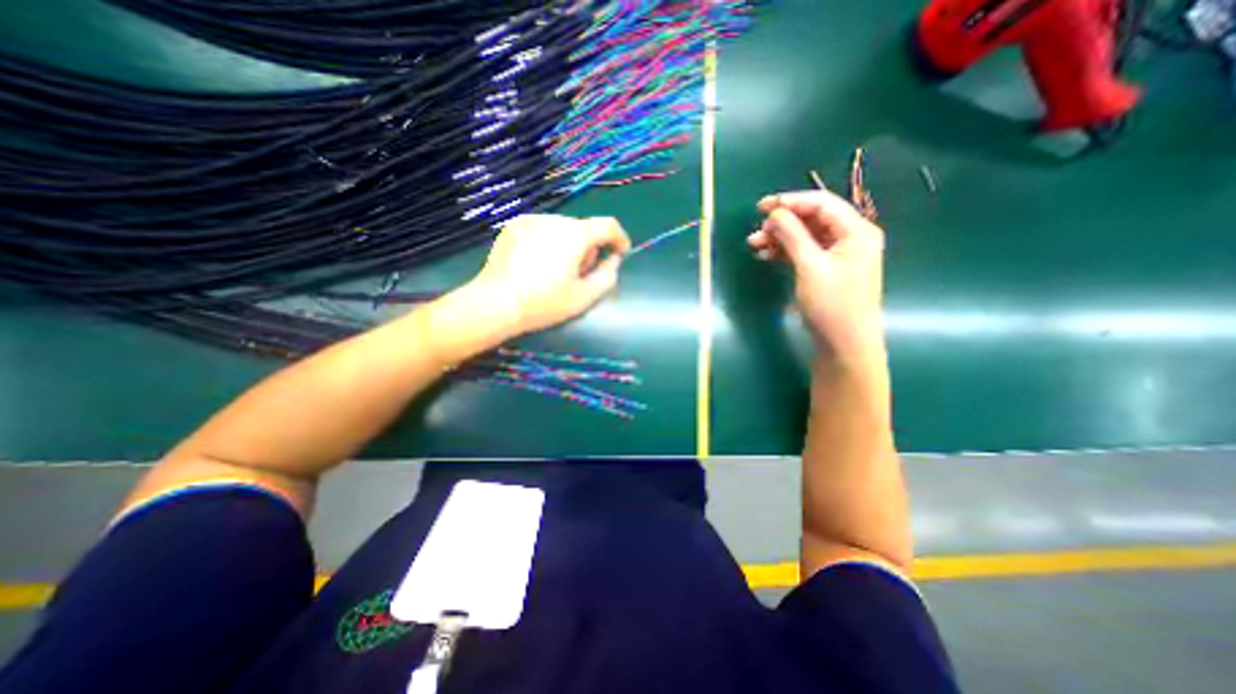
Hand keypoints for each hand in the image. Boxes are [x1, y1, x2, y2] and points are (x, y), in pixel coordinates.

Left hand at [470, 214, 631, 335]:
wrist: (495, 303)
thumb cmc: (544, 303)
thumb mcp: (584, 297)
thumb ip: (607, 276)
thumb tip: (613, 260)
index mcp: (575, 234)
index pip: (607, 225)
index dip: (619, 238)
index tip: (620, 253)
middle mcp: (554, 219)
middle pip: (583, 229)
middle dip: (589, 248)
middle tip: (581, 274)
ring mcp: (530, 220)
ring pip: (562, 229)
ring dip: (568, 245)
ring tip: (556, 270)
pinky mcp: (513, 226)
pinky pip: (542, 230)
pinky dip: (548, 242)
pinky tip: (537, 264)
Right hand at [748, 187, 883, 365]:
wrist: (845, 345)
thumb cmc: (832, 305)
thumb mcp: (810, 267)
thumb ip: (793, 236)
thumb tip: (775, 214)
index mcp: (856, 231)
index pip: (821, 204)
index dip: (791, 202)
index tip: (761, 207)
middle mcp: (851, 238)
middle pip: (813, 219)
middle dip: (782, 223)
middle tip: (757, 232)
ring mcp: (840, 255)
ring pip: (806, 237)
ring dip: (781, 238)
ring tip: (754, 245)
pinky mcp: (829, 270)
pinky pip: (806, 252)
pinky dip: (786, 252)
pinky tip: (767, 255)